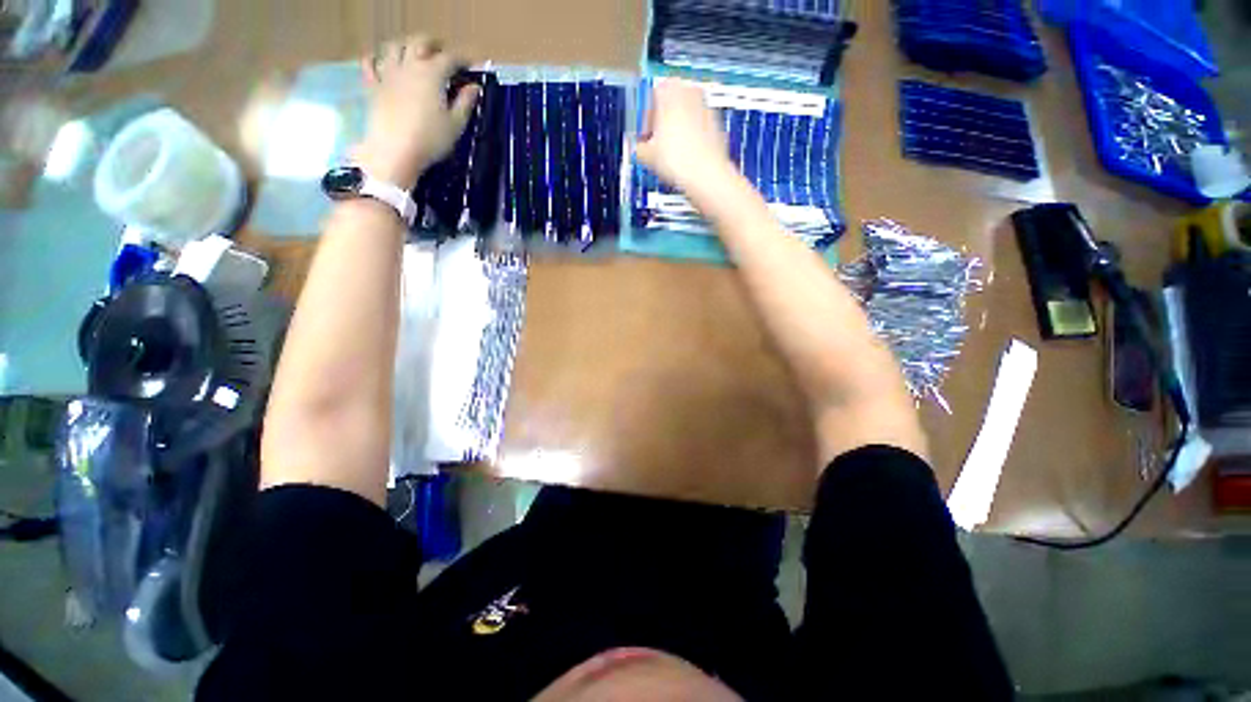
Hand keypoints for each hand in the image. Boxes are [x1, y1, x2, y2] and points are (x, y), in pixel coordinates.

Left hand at [354, 35, 479, 189]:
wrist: (394, 152)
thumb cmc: (430, 140)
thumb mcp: (455, 125)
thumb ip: (465, 103)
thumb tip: (474, 87)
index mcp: (432, 74)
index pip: (450, 58)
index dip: (462, 60)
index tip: (470, 66)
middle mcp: (409, 66)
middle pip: (419, 42)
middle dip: (433, 44)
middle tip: (442, 52)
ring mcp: (388, 73)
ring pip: (394, 47)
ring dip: (406, 46)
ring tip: (413, 54)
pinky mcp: (373, 86)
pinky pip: (370, 63)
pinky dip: (377, 58)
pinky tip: (382, 62)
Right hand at [634, 79, 736, 195]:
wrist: (706, 175)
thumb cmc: (678, 159)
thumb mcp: (647, 155)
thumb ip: (638, 147)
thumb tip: (638, 149)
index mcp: (670, 90)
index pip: (653, 94)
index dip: (646, 117)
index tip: (645, 134)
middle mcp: (691, 93)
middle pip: (672, 102)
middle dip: (663, 120)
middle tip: (657, 140)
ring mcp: (707, 108)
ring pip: (686, 114)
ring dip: (677, 128)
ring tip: (671, 152)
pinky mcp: (717, 125)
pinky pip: (699, 127)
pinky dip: (691, 138)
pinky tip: (685, 158)